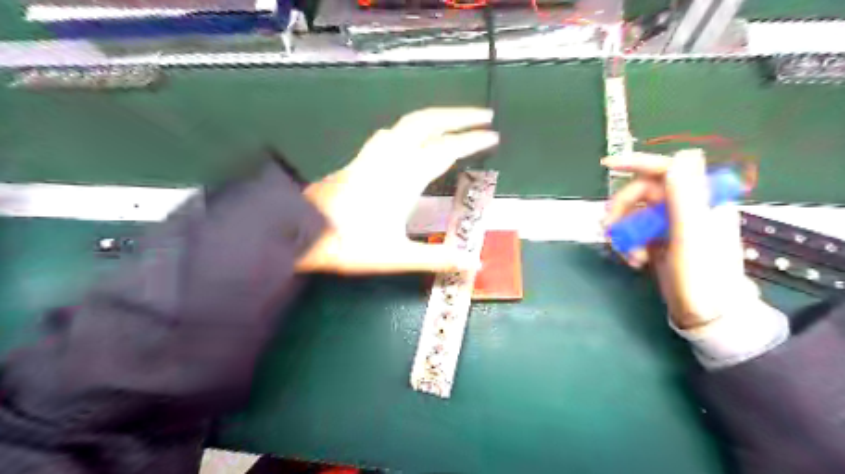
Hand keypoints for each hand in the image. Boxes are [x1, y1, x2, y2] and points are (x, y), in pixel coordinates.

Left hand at [297, 108, 496, 273]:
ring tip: (453, 122)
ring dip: (435, 117)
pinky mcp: (360, 160)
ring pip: (407, 123)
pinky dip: (411, 128)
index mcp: (404, 178)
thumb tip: (475, 266)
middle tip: (484, 114)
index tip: (494, 136)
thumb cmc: (348, 245)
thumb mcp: (396, 256)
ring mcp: (372, 155)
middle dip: (458, 114)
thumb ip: (437, 258)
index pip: (446, 149)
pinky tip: (412, 139)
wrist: (299, 233)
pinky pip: (391, 133)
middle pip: (427, 122)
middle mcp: (390, 158)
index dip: (472, 140)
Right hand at [604, 149, 762, 328]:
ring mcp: (670, 225)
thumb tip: (682, 155)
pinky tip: (633, 261)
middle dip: (622, 209)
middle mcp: (684, 208)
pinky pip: (633, 232)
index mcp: (700, 200)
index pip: (667, 170)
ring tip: (628, 254)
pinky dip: (627, 244)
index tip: (607, 165)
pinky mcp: (658, 240)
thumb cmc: (702, 277)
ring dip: (623, 232)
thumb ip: (685, 196)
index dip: (637, 163)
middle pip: (641, 193)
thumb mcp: (691, 236)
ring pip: (633, 214)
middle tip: (609, 228)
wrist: (706, 314)